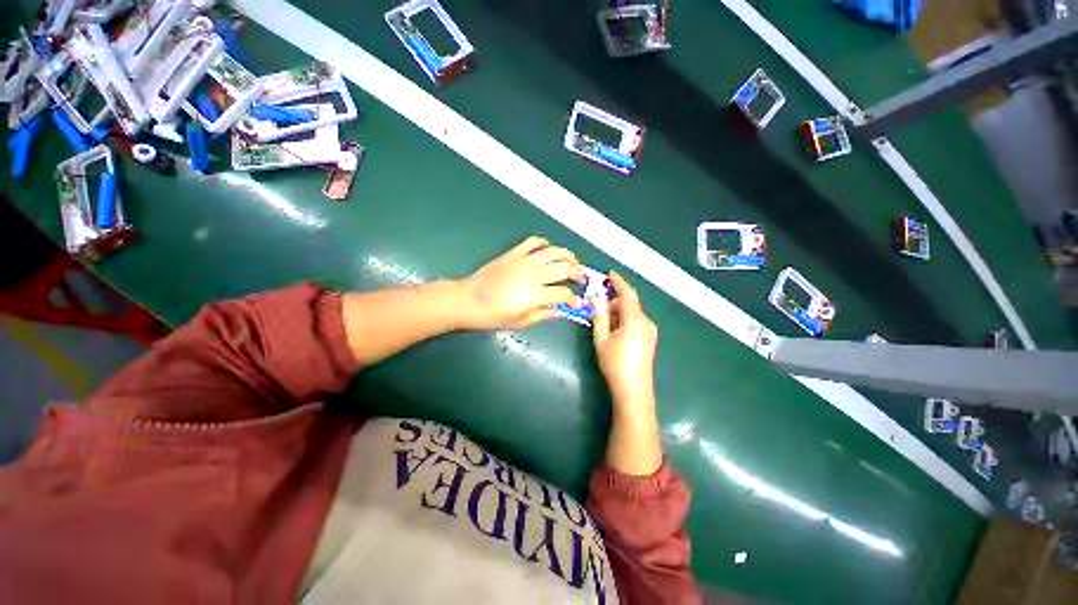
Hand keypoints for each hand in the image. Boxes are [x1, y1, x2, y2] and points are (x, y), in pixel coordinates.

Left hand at [460, 236, 583, 329]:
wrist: (469, 299)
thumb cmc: (493, 315)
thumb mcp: (520, 322)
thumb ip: (543, 315)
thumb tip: (561, 312)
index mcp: (535, 295)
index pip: (563, 293)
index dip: (573, 299)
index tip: (576, 303)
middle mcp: (533, 274)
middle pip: (564, 268)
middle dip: (577, 273)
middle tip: (581, 279)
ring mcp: (523, 261)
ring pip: (553, 252)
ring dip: (567, 255)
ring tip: (572, 261)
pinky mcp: (513, 253)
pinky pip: (533, 242)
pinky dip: (544, 243)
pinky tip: (547, 250)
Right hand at [592, 271, 657, 412]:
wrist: (633, 391)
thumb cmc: (615, 364)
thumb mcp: (602, 339)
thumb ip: (599, 317)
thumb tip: (596, 300)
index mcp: (635, 320)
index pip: (627, 294)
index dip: (618, 282)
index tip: (609, 273)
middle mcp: (646, 322)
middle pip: (629, 304)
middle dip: (614, 302)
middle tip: (597, 308)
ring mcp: (650, 332)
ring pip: (632, 314)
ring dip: (618, 313)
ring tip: (603, 324)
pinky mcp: (649, 340)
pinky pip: (636, 322)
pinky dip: (624, 321)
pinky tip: (614, 332)